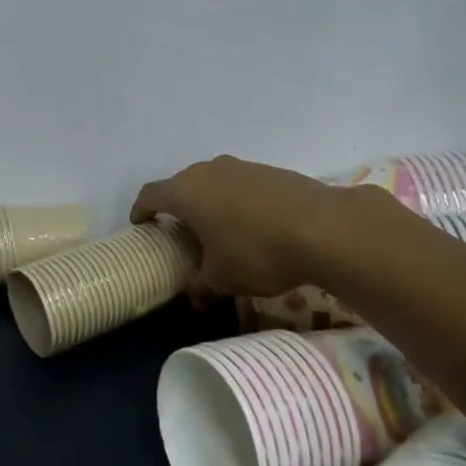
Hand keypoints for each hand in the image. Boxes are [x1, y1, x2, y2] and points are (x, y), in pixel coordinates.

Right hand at [131, 156, 345, 301]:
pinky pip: (242, 184)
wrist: (324, 228)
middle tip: (181, 231)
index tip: (141, 223)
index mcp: (186, 192)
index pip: (151, 194)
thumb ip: (201, 286)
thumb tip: (194, 299)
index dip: (142, 209)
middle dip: (178, 205)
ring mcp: (242, 167)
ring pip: (214, 181)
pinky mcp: (271, 171)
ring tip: (218, 228)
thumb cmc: (256, 252)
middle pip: (182, 184)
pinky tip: (253, 224)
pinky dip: (238, 201)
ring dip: (210, 201)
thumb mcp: (222, 279)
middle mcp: (209, 171)